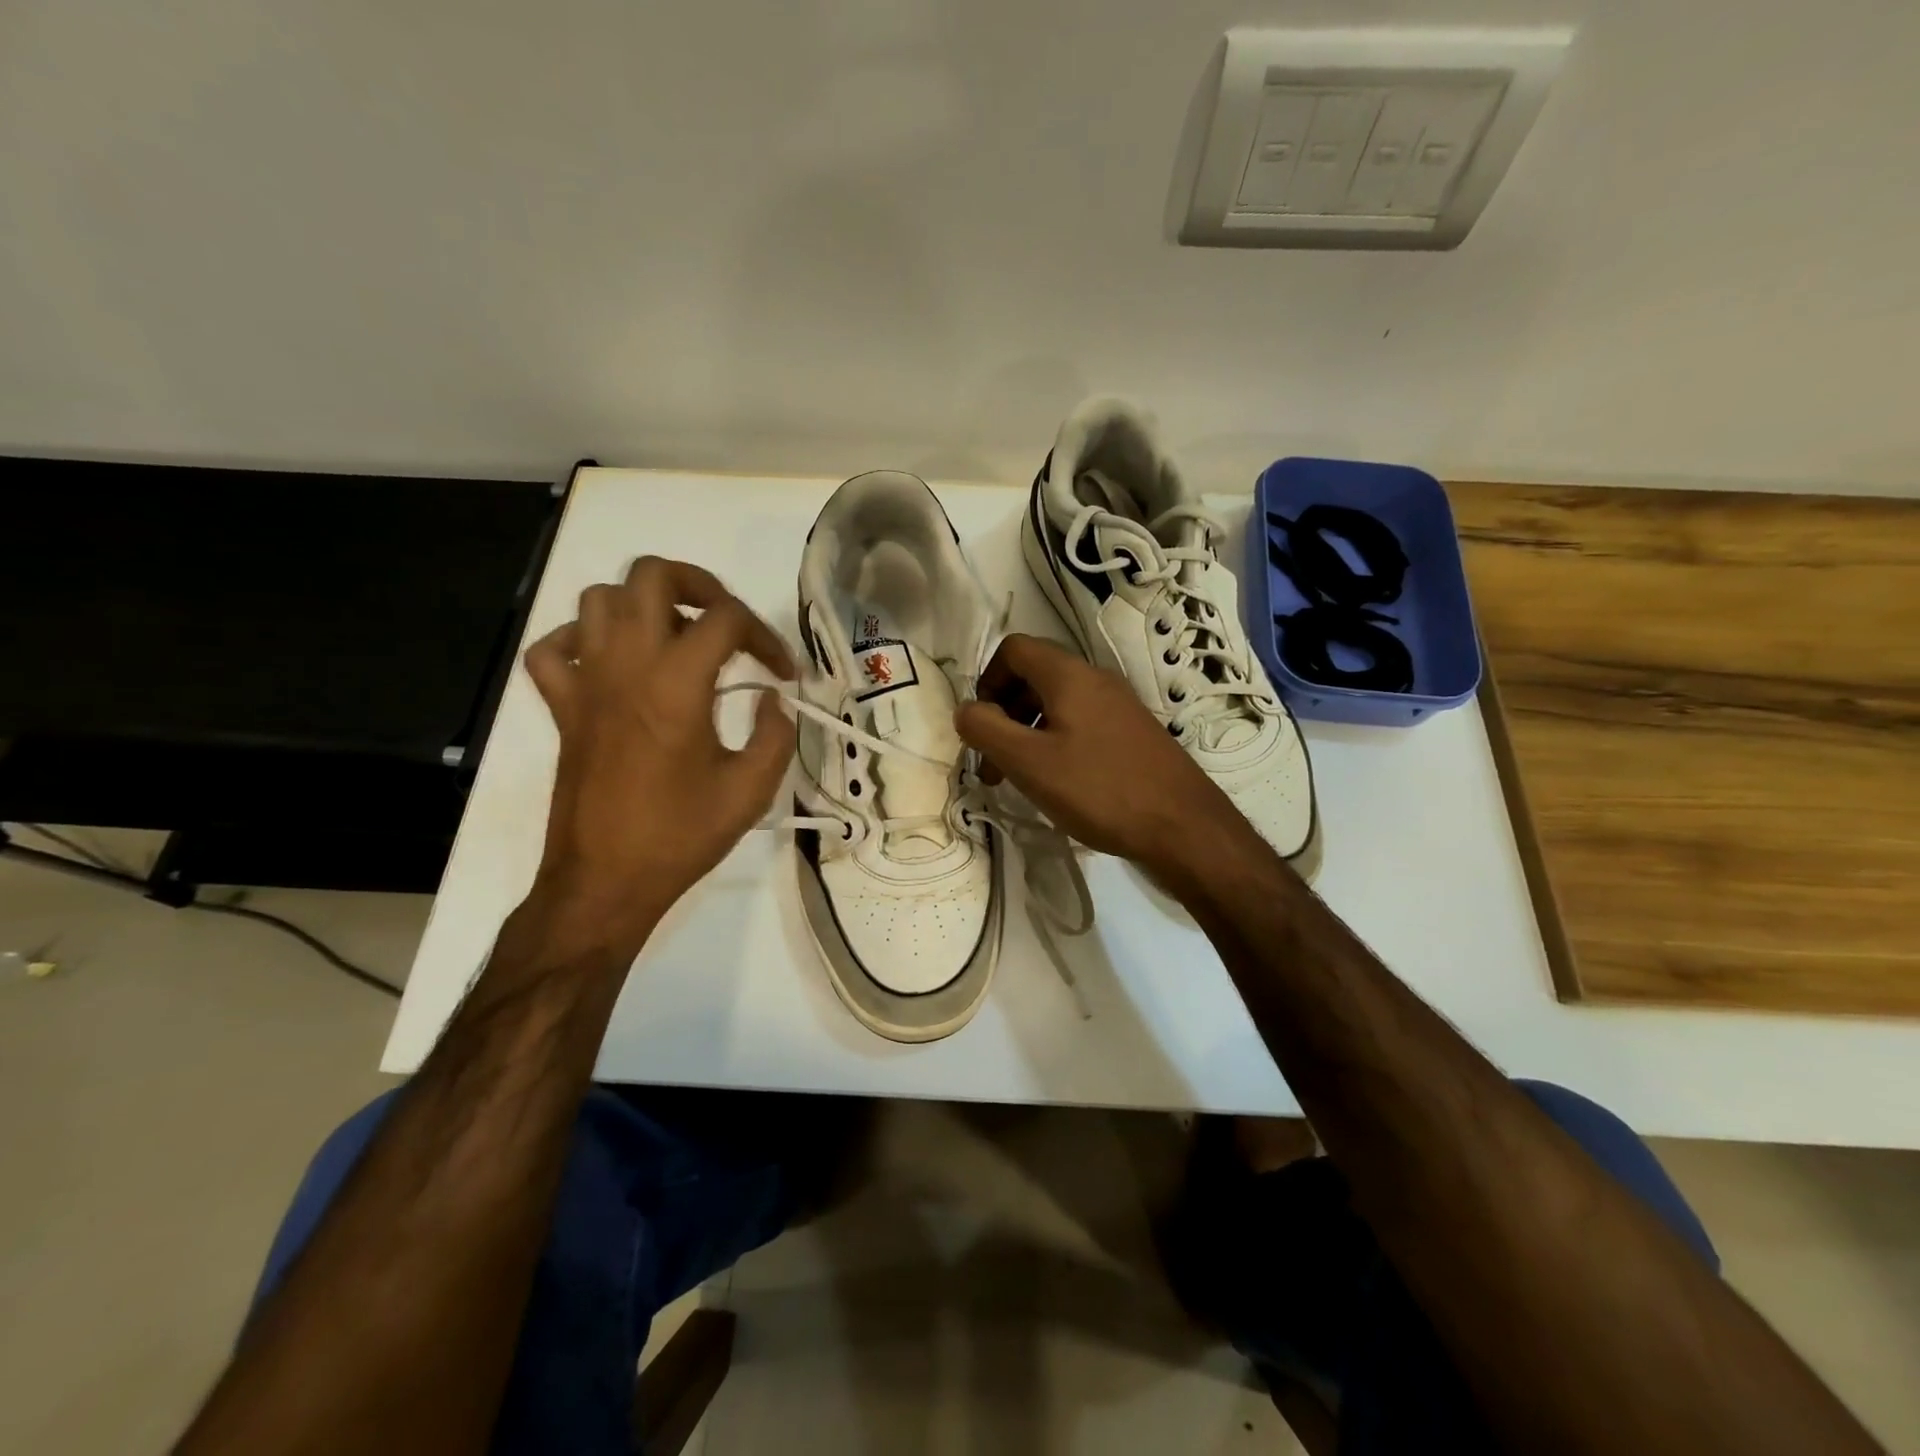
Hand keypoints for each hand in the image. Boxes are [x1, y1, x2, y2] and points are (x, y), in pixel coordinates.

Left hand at [519, 557, 794, 955]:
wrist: (606, 881)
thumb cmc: (682, 836)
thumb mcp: (752, 789)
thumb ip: (776, 733)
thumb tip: (774, 698)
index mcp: (678, 682)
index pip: (727, 619)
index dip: (766, 636)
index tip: (783, 673)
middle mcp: (626, 665)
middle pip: (651, 575)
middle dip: (698, 584)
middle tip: (725, 622)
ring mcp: (585, 682)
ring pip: (599, 599)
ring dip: (642, 606)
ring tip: (674, 639)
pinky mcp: (561, 706)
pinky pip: (553, 649)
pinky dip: (580, 641)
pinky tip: (612, 665)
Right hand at [954, 633, 1257, 880]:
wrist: (1184, 825)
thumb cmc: (1100, 789)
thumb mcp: (1030, 762)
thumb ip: (987, 729)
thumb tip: (964, 709)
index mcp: (1069, 675)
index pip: (1014, 649)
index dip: (987, 680)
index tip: (982, 725)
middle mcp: (1096, 679)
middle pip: (1034, 676)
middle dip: (1004, 712)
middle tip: (993, 762)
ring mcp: (1119, 705)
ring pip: (1057, 703)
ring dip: (1027, 732)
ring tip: (1019, 779)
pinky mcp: (1133, 732)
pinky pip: (1081, 723)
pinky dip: (1056, 743)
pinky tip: (1058, 783)